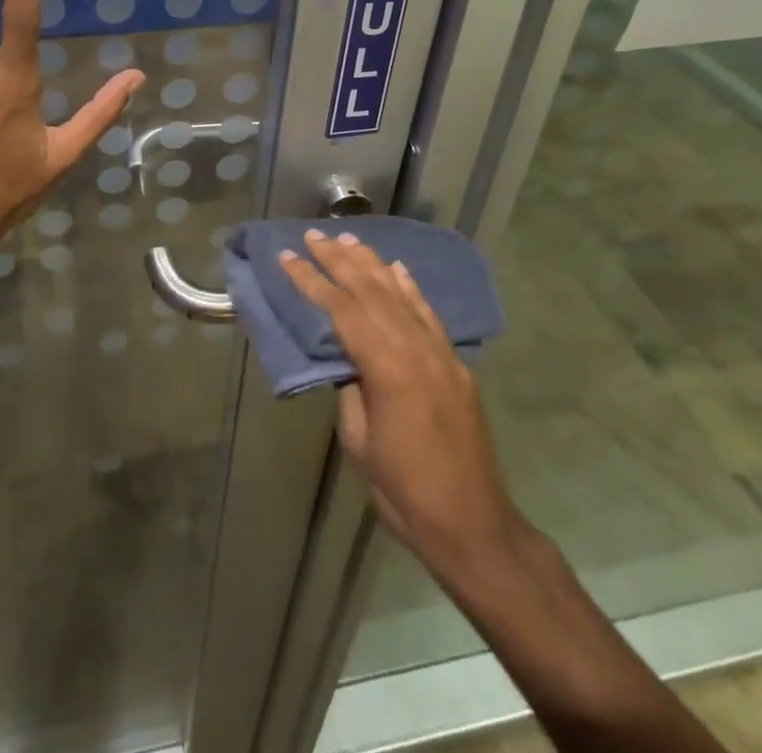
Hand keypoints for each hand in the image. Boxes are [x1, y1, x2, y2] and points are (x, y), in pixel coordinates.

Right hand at [281, 230, 528, 583]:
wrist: (474, 526)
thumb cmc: (404, 492)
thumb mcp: (360, 441)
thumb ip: (351, 388)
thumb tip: (347, 359)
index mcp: (387, 368)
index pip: (342, 309)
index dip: (312, 281)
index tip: (288, 257)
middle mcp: (416, 349)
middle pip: (372, 291)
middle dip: (339, 260)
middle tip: (314, 235)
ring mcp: (441, 354)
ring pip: (401, 295)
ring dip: (373, 264)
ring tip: (349, 240)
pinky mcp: (456, 365)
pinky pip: (429, 315)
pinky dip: (411, 288)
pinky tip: (398, 270)